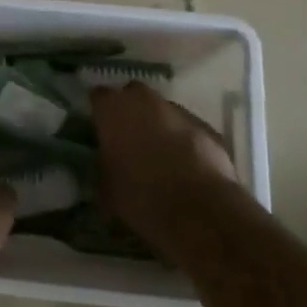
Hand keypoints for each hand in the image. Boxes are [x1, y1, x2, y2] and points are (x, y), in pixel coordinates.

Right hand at [92, 83, 243, 251]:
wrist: (199, 211)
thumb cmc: (140, 195)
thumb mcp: (105, 186)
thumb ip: (103, 164)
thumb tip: (107, 162)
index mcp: (113, 108)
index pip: (98, 96)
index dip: (99, 113)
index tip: (100, 130)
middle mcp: (145, 100)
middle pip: (133, 95)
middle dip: (131, 112)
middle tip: (129, 139)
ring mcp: (179, 111)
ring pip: (163, 111)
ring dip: (159, 126)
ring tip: (160, 156)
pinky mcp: (207, 128)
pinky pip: (188, 129)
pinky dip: (185, 141)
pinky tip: (186, 167)